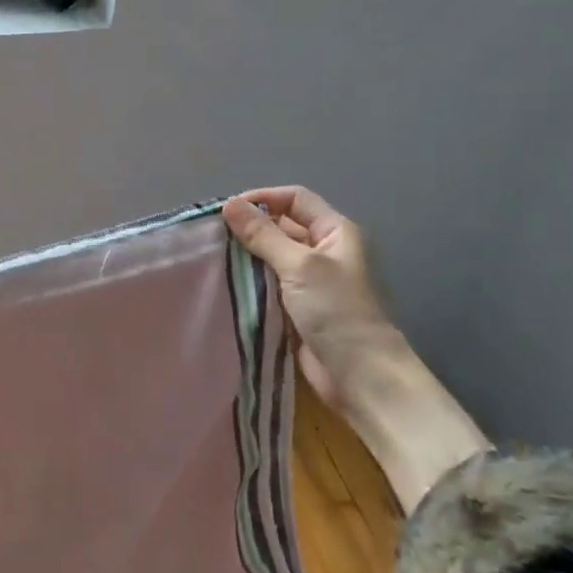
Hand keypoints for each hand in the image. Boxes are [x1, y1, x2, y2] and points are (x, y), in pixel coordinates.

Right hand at [224, 186, 487, 513]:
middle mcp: (324, 251)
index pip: (295, 199)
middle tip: (212, 236)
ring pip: (271, 257)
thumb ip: (263, 234)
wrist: (359, 374)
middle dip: (250, 228)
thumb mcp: (299, 265)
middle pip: (282, 226)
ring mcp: (311, 281)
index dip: (263, 198)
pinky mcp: (298, 307)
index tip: (227, 210)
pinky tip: (225, 282)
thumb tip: (230, 204)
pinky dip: (250, 281)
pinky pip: (268, 284)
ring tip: (212, 257)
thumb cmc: (336, 310)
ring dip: (246, 256)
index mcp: (335, 232)